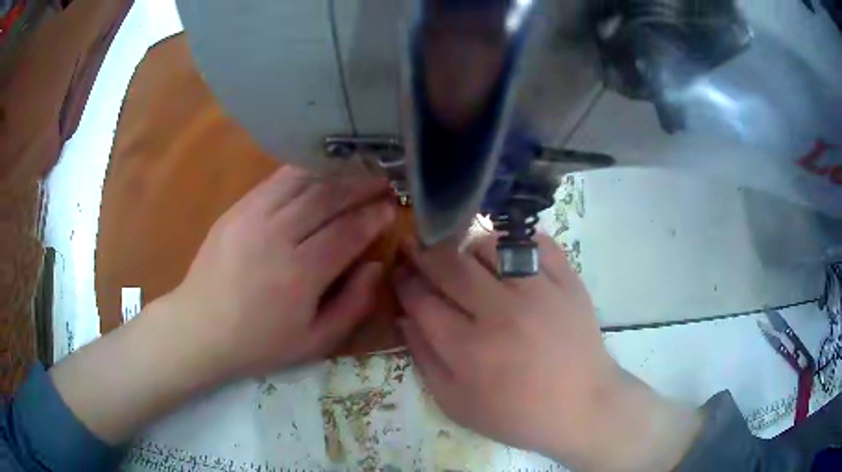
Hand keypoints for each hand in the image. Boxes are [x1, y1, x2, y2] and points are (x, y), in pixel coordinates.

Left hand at [167, 166, 394, 378]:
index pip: (347, 232)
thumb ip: (353, 305)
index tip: (391, 207)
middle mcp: (276, 237)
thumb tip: (376, 266)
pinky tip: (319, 172)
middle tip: (383, 180)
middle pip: (327, 199)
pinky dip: (303, 172)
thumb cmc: (260, 343)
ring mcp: (252, 217)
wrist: (200, 328)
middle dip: (360, 186)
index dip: (373, 216)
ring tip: (357, 170)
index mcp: (299, 275)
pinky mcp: (236, 209)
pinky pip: (275, 181)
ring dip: (335, 173)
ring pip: (302, 182)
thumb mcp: (315, 342)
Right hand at [395, 234, 700, 470]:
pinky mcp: (568, 281)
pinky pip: (535, 242)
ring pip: (489, 245)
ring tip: (466, 259)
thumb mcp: (458, 404)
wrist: (581, 407)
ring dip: (467, 248)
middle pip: (448, 265)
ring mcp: (539, 291)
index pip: (421, 300)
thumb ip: (425, 361)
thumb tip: (404, 318)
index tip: (398, 270)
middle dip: (422, 252)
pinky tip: (507, 254)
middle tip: (415, 246)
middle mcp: (501, 313)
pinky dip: (515, 241)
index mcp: (469, 350)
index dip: (404, 280)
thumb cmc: (517, 415)